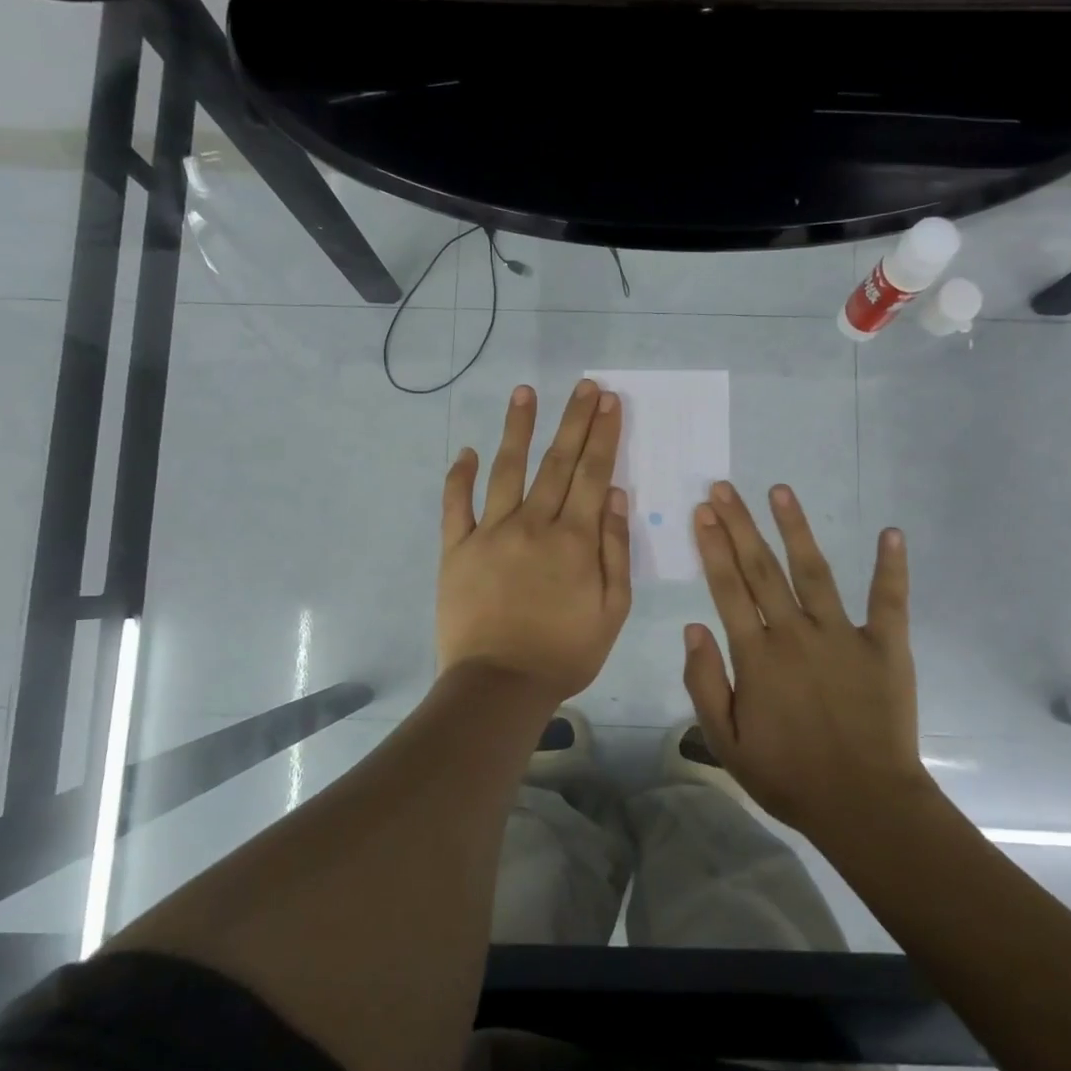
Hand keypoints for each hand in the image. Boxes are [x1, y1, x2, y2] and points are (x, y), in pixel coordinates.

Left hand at [437, 379, 631, 703]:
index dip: (602, 435)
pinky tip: (464, 451)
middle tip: (583, 385)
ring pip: (506, 470)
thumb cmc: (565, 652)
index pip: (591, 473)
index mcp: (574, 539)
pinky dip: (458, 477)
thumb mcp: (612, 609)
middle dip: (572, 420)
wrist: (500, 685)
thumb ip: (614, 548)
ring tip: (524, 393)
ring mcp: (490, 533)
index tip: (608, 401)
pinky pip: (455, 505)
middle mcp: (533, 524)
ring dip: (517, 429)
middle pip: (556, 462)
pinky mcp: (456, 549)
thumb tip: (613, 493)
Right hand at [682, 481, 934, 838]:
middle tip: (724, 489)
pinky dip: (891, 567)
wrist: (864, 805)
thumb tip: (694, 628)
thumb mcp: (726, 742)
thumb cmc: (789, 776)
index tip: (704, 513)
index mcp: (757, 656)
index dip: (713, 548)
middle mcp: (795, 634)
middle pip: (762, 569)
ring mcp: (843, 636)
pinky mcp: (885, 647)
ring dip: (796, 528)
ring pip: (814, 571)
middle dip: (740, 526)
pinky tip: (891, 532)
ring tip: (780, 490)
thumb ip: (705, 683)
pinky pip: (888, 600)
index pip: (728, 589)